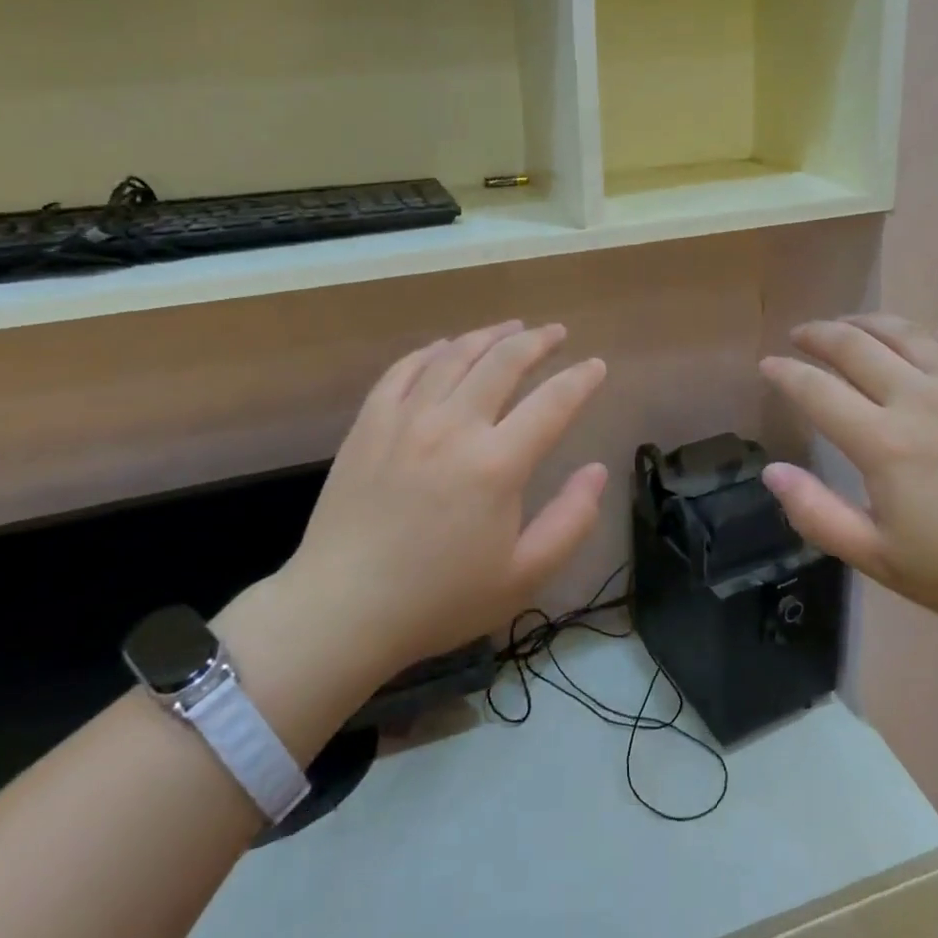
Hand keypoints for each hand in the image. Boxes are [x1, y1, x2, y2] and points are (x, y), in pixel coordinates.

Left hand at [274, 321, 608, 682]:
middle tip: (556, 333)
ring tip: (511, 327)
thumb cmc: (439, 600)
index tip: (597, 366)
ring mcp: (406, 419)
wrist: (340, 610)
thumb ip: (571, 521)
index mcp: (497, 464)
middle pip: (504, 361)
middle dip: (537, 341)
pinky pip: (404, 370)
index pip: (553, 402)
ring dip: (489, 335)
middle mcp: (453, 427)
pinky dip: (432, 351)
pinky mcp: (369, 423)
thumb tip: (597, 471)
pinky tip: (446, 347)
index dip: (581, 379)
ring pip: (455, 355)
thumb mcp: (523, 577)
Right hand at [759, 314, 937, 638]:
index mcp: (883, 443)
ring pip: (903, 331)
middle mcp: (918, 399)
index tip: (767, 365)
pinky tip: (919, 341)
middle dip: (818, 335)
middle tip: (800, 336)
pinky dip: (927, 333)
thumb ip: (818, 515)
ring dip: (866, 323)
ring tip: (847, 326)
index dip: (785, 373)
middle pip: (854, 345)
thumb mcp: (882, 560)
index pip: (816, 390)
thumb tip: (771, 472)